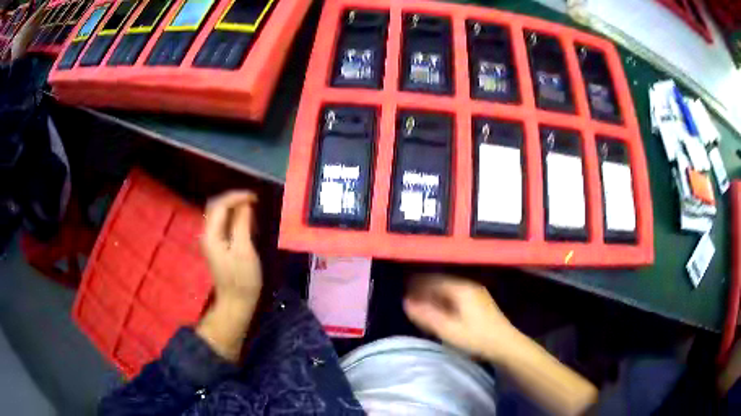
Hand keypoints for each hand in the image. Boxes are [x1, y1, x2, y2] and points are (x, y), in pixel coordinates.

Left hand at [202, 191, 262, 310]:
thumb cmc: (242, 279)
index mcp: (211, 234)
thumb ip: (242, 224)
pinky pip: (223, 224)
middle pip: (216, 206)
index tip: (256, 197)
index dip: (237, 196)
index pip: (220, 204)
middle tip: (254, 201)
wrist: (236, 303)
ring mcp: (211, 240)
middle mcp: (207, 234)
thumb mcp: (244, 250)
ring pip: (219, 214)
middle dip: (234, 199)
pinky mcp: (217, 246)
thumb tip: (245, 204)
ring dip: (234, 208)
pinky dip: (234, 218)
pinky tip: (246, 222)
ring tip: (252, 209)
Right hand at [404, 274, 517, 361]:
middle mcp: (468, 285)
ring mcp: (475, 292)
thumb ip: (426, 315)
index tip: (403, 293)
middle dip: (424, 290)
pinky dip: (443, 300)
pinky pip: (455, 295)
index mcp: (460, 289)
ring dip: (433, 296)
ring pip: (448, 289)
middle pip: (440, 282)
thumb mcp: (448, 329)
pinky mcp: (478, 301)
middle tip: (410, 301)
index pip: (433, 280)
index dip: (416, 285)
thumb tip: (406, 302)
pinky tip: (439, 311)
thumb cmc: (476, 337)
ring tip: (421, 307)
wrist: (505, 344)